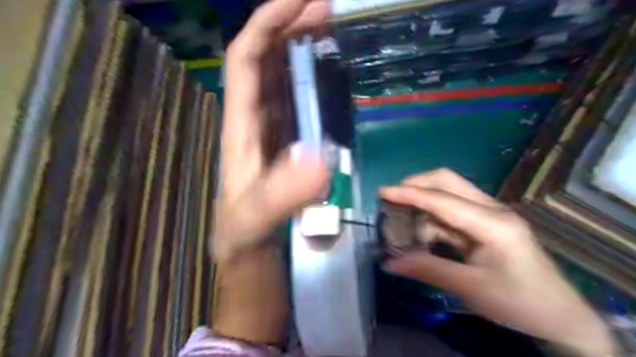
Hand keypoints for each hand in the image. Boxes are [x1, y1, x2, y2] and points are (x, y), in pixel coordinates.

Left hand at [215, 0, 330, 263]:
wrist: (248, 255)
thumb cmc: (244, 236)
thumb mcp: (256, 220)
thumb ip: (281, 194)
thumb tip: (320, 159)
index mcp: (239, 128)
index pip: (246, 61)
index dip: (267, 25)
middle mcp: (253, 122)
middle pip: (264, 61)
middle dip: (289, 27)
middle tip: (326, 7)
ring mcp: (272, 133)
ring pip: (281, 78)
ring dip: (301, 48)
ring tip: (330, 26)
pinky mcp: (287, 145)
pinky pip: (296, 103)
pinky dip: (310, 81)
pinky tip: (327, 73)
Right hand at [379, 169, 613, 355]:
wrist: (560, 317)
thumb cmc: (520, 304)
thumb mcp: (470, 288)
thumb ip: (428, 269)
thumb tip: (389, 262)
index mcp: (493, 224)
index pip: (443, 200)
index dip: (410, 194)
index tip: (382, 191)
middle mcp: (491, 210)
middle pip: (448, 181)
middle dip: (417, 186)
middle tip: (392, 199)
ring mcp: (489, 214)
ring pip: (448, 194)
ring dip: (423, 204)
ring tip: (402, 223)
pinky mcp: (486, 223)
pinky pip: (452, 212)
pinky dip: (432, 218)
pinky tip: (421, 234)